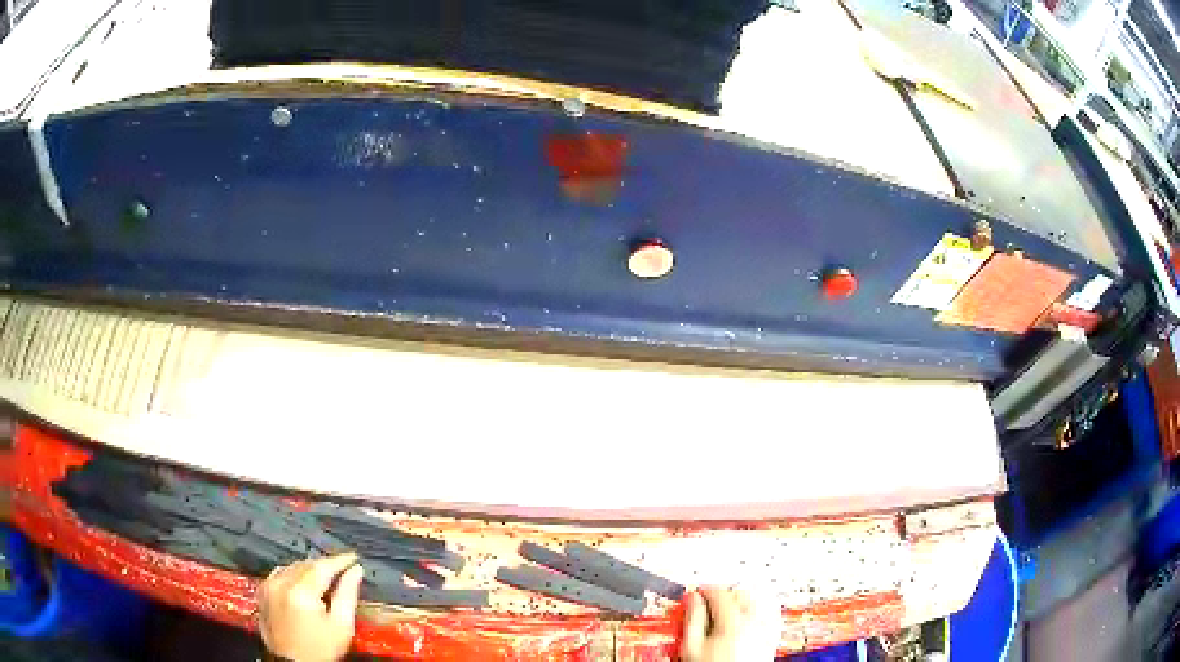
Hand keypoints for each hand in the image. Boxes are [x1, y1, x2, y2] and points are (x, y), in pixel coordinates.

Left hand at [258, 553, 364, 661]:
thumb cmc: (320, 649)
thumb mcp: (341, 626)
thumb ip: (347, 595)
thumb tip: (355, 571)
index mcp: (301, 592)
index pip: (322, 566)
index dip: (340, 560)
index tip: (353, 559)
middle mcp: (280, 583)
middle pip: (306, 564)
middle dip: (325, 565)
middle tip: (343, 569)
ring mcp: (268, 586)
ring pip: (292, 566)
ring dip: (309, 569)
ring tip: (325, 578)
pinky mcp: (262, 592)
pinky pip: (280, 573)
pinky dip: (294, 574)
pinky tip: (304, 584)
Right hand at [680, 586, 781, 661]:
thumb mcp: (693, 647)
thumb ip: (693, 619)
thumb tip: (692, 599)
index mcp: (734, 621)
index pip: (720, 593)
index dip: (704, 590)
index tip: (695, 594)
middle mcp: (755, 622)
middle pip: (741, 594)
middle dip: (723, 595)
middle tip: (707, 603)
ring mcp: (766, 631)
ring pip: (757, 603)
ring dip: (740, 602)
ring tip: (723, 611)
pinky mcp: (771, 640)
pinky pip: (768, 616)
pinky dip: (756, 612)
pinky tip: (745, 620)